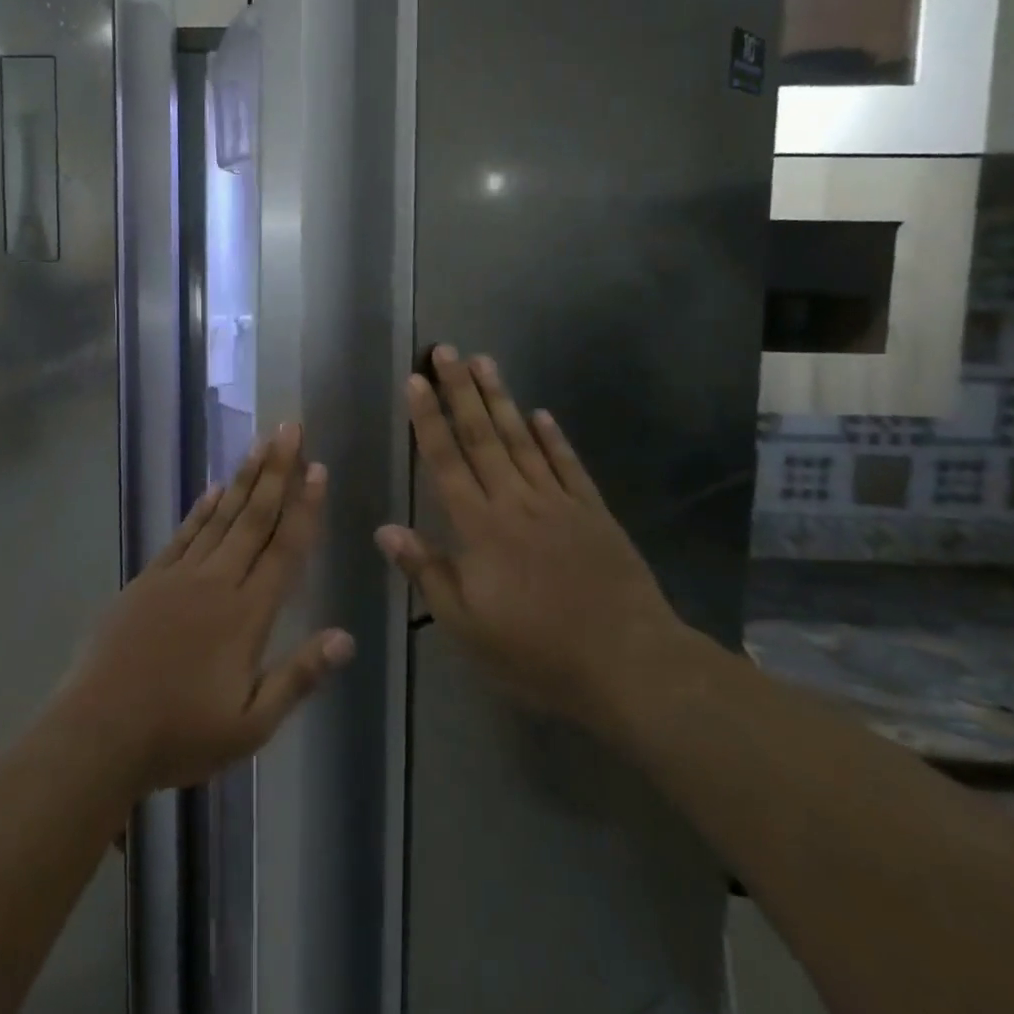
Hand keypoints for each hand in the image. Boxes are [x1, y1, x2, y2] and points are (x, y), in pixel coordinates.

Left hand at [56, 424, 354, 798]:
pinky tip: (214, 488)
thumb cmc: (180, 734)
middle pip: (254, 518)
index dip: (304, 508)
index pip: (285, 549)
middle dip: (276, 471)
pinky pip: (183, 534)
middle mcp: (217, 582)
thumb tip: (347, 637)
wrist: (99, 733)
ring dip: (244, 478)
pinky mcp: (149, 579)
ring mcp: (179, 576)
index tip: (317, 468)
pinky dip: (201, 508)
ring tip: (261, 443)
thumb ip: (299, 677)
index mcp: (247, 614)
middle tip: (291, 429)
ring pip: (220, 516)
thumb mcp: (250, 725)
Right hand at [376, 347, 692, 732]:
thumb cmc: (537, 651)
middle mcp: (515, 501)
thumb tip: (385, 529)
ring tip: (484, 362)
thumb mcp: (467, 626)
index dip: (428, 419)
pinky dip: (553, 437)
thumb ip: (427, 572)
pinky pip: (568, 465)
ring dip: (500, 399)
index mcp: (480, 527)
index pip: (446, 461)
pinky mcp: (593, 512)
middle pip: (482, 436)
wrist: (628, 663)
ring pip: (522, 439)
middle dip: (460, 391)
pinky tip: (541, 413)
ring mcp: (558, 502)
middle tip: (446, 351)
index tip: (416, 381)